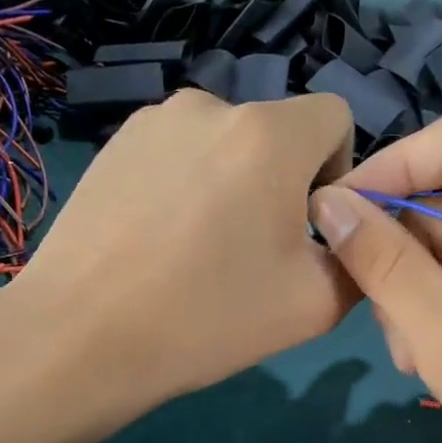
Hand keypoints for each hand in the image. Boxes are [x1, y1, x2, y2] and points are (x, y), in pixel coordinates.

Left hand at [0, 88, 356, 408]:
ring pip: (224, 144)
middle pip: (276, 134)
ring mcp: (152, 121)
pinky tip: (158, 241)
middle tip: (251, 253)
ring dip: (231, 183)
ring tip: (197, 249)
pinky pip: (177, 154)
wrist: (82, 337)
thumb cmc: (208, 320)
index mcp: (268, 134)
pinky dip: (185, 185)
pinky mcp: (112, 144)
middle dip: (282, 183)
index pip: (336, 116)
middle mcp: (210, 105)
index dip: (338, 170)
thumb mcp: (316, 304)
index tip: (311, 228)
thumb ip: (359, 257)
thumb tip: (351, 233)